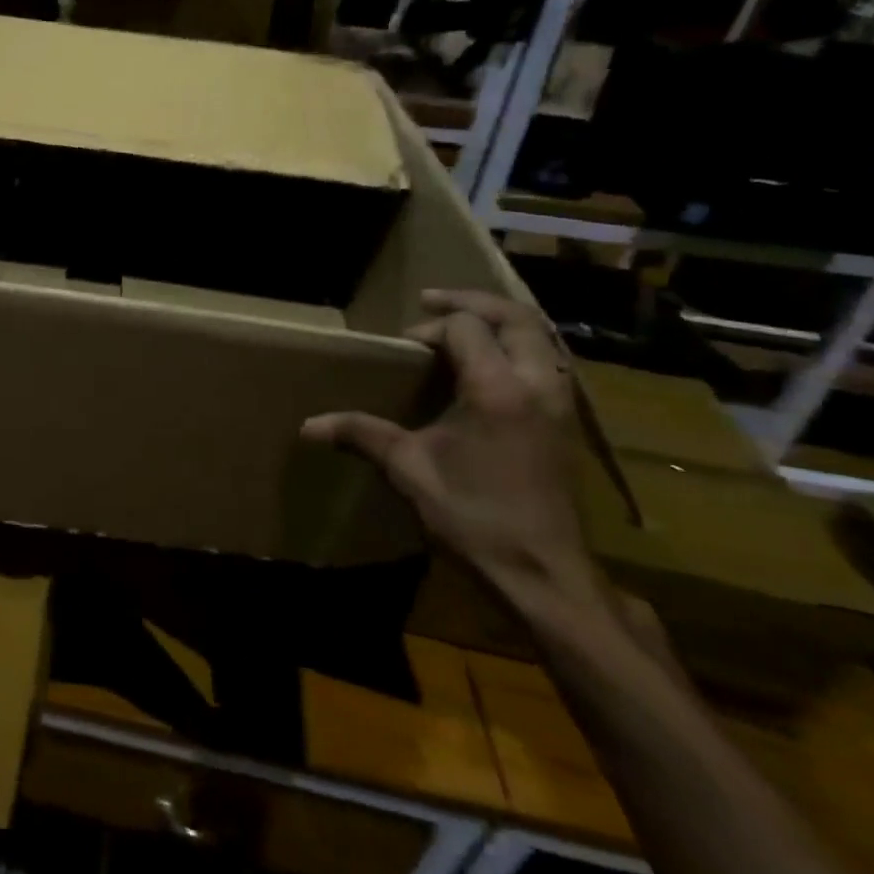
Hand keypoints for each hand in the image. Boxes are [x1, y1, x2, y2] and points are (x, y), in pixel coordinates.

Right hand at [302, 289, 599, 607]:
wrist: (542, 572)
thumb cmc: (474, 517)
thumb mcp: (409, 470)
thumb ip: (362, 435)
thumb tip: (308, 426)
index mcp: (498, 389)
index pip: (466, 328)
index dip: (430, 330)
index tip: (403, 350)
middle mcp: (537, 384)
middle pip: (516, 317)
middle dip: (472, 302)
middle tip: (432, 301)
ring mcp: (560, 403)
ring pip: (541, 337)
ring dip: (502, 321)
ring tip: (464, 324)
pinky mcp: (566, 423)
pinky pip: (547, 361)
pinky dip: (519, 346)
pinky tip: (491, 365)